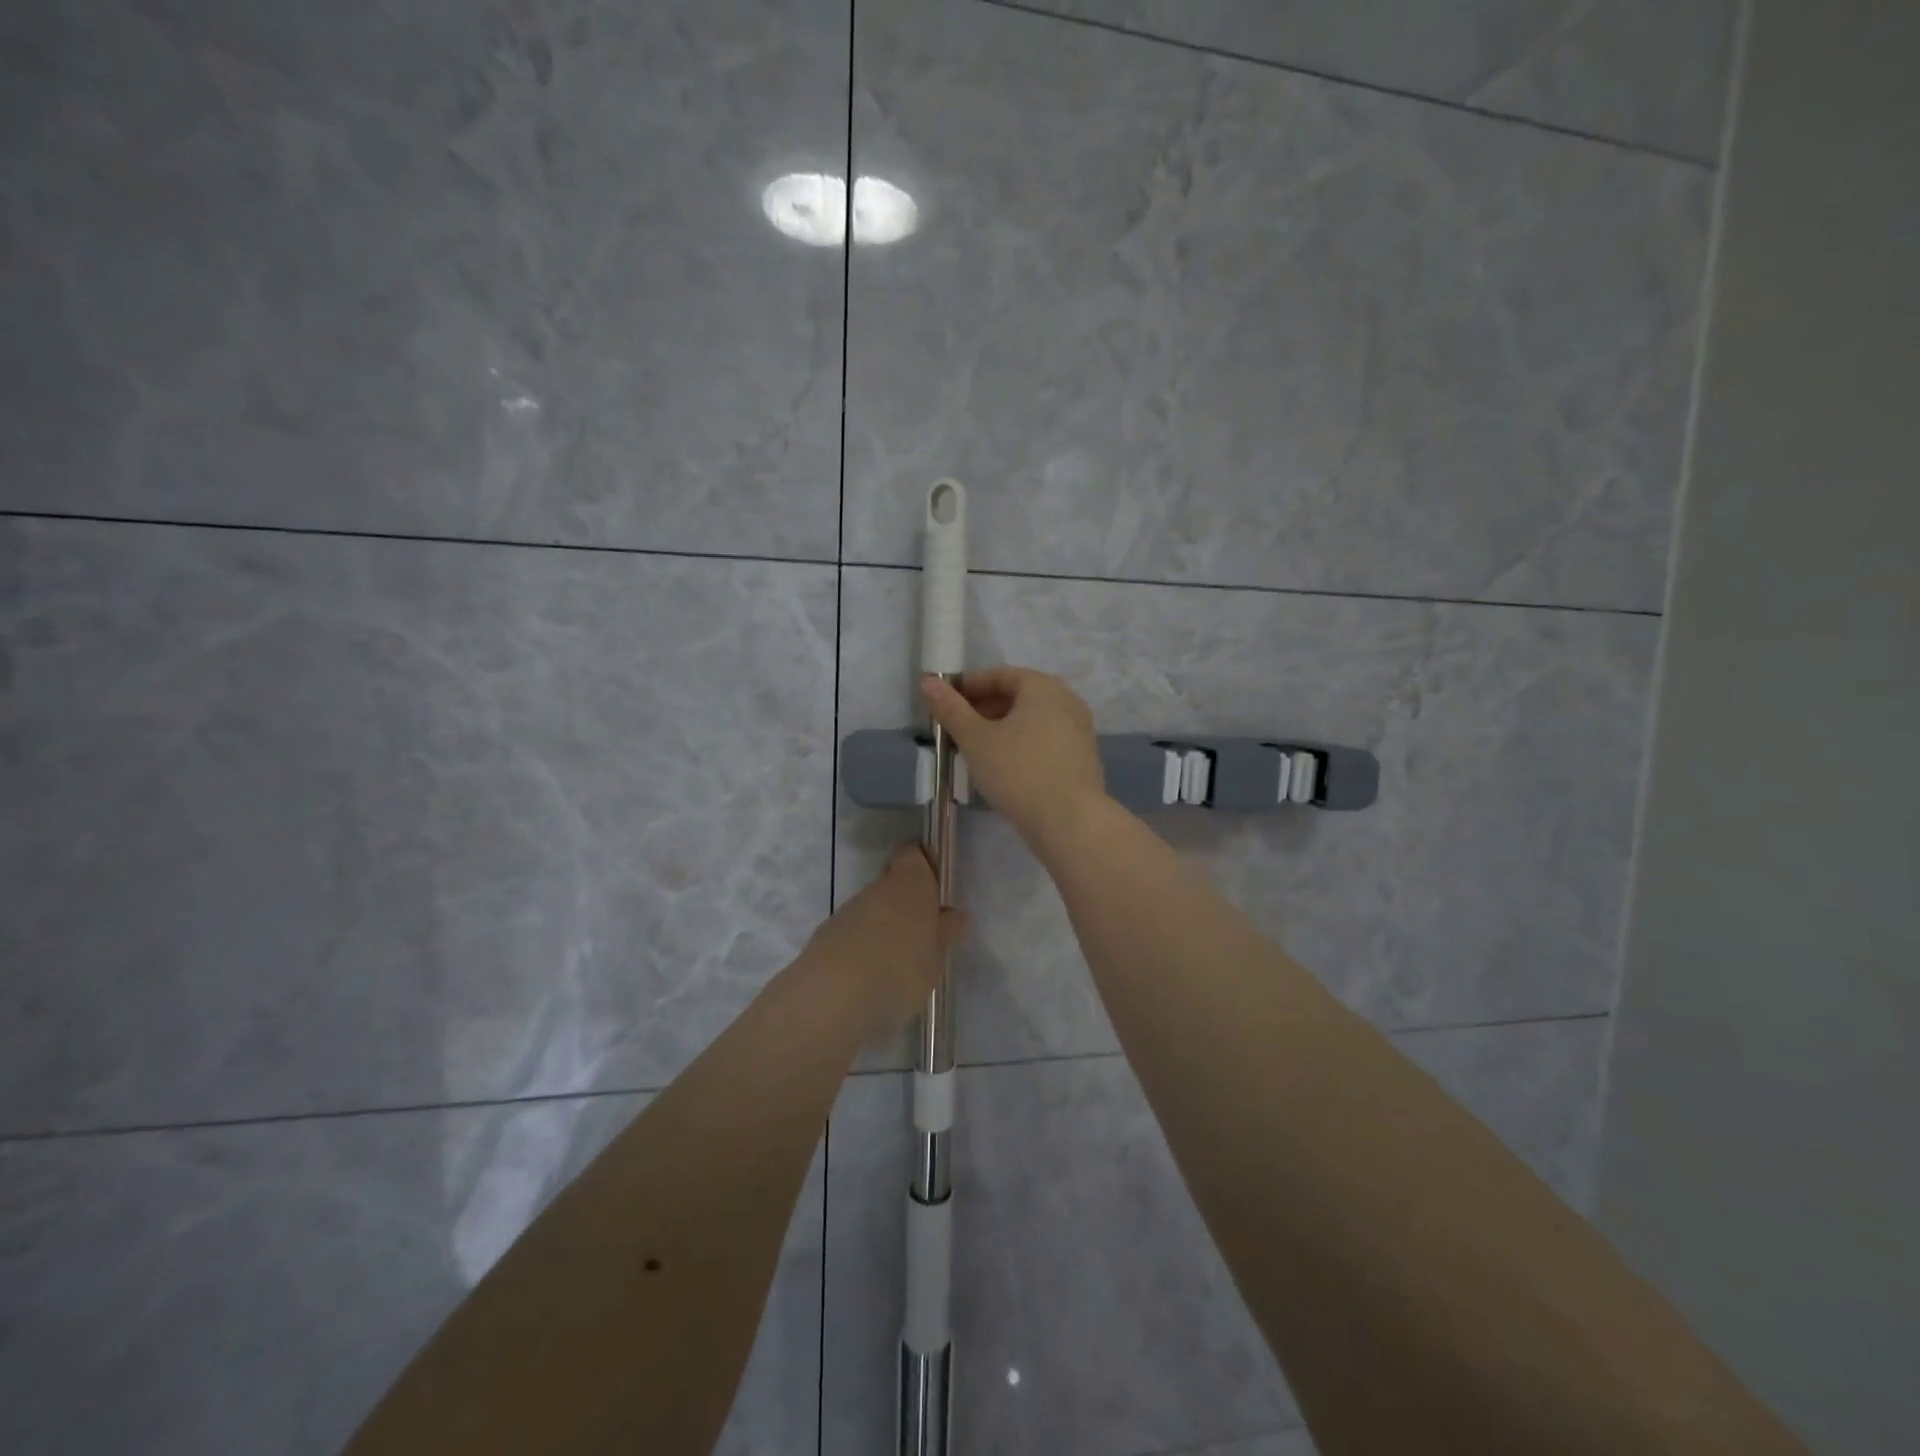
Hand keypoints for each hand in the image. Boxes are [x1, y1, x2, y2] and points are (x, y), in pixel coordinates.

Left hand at [805, 845, 963, 1035]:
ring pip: (872, 910)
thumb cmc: (901, 970)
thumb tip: (955, 915)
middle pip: (893, 884)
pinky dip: (863, 947)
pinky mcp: (826, 936)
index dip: (923, 864)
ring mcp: (848, 911)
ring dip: (884, 928)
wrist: (834, 996)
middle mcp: (877, 888)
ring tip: (898, 964)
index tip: (935, 887)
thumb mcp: (935, 957)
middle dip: (906, 905)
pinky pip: (854, 934)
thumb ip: (944, 933)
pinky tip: (871, 977)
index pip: (913, 854)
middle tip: (923, 936)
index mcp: (910, 883)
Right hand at [921, 667, 1107, 851]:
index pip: (1000, 675)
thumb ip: (951, 709)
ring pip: (1033, 720)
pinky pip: (1046, 740)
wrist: (1070, 821)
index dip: (969, 686)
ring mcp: (1079, 729)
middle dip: (986, 708)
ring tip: (977, 749)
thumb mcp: (976, 739)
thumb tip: (928, 681)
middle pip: (1019, 696)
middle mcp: (1067, 700)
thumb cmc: (1018, 771)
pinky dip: (1023, 745)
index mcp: (1042, 687)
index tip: (946, 703)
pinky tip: (1005, 767)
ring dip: (1003, 728)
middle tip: (957, 728)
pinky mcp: (1083, 757)